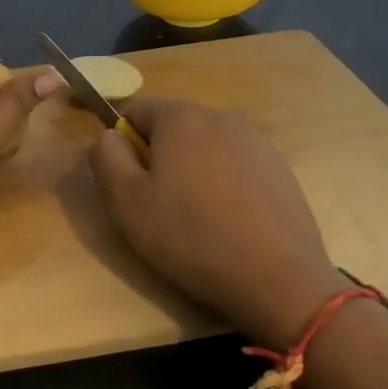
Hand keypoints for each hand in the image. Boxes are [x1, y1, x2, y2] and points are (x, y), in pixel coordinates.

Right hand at [90, 98, 345, 348]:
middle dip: (161, 156)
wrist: (278, 278)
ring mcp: (258, 141)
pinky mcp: (282, 168)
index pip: (136, 110)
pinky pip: (238, 166)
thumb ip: (105, 158)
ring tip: (198, 218)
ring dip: (195, 170)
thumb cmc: (190, 237)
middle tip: (160, 205)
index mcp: (181, 117)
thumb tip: (109, 137)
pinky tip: (231, 223)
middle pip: (174, 127)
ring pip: (207, 147)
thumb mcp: (126, 202)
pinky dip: (226, 184)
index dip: (123, 143)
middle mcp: (222, 116)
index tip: (129, 182)